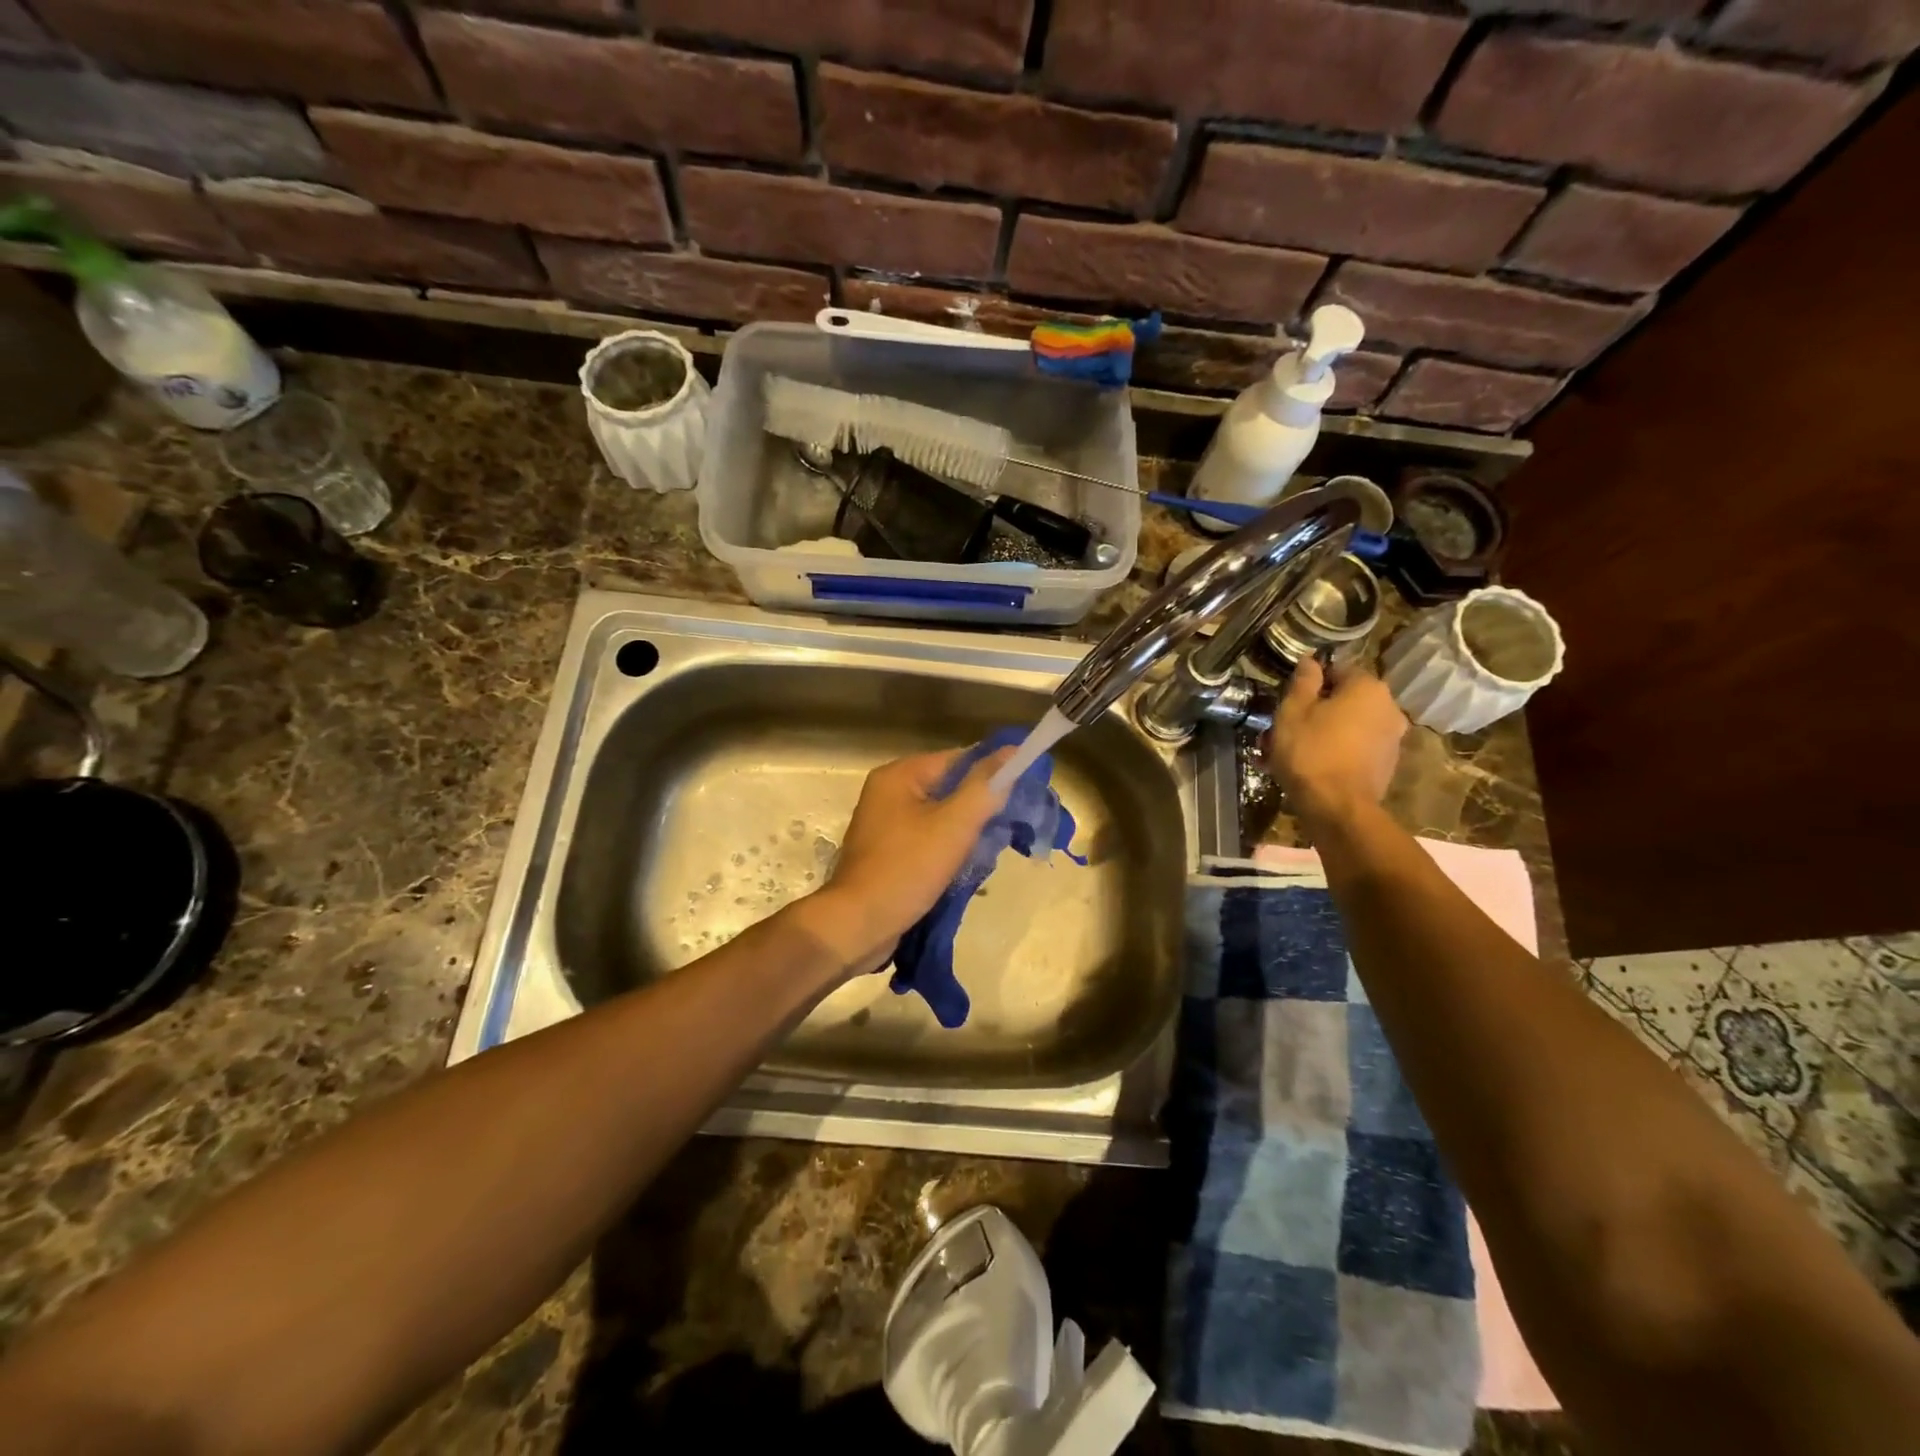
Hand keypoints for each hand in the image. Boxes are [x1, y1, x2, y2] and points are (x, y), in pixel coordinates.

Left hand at [798, 748, 1014, 975]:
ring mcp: (885, 824)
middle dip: (979, 807)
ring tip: (989, 851)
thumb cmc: (907, 869)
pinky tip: (966, 867)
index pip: (957, 760)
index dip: (992, 774)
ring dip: (966, 832)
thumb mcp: (953, 825)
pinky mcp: (887, 853)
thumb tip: (1012, 751)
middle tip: (1007, 829)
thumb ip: (984, 787)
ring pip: (940, 817)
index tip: (1021, 795)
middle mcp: (888, 793)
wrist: (858, 926)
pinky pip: (927, 839)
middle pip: (948, 788)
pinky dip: (948, 849)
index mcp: (899, 775)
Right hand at [1264, 657, 1407, 826]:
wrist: (1337, 807)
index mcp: (1368, 688)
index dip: (1311, 683)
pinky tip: (1312, 767)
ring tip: (1294, 752)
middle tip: (1287, 727)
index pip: (1338, 670)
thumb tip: (1311, 660)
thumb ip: (1304, 681)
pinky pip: (1356, 748)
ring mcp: (1392, 738)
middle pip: (1346, 699)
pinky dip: (1337, 751)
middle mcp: (1389, 708)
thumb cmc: (1310, 750)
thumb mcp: (1293, 711)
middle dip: (1317, 710)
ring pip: (1351, 726)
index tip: (1290, 700)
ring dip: (1325, 732)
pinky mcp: (1387, 765)